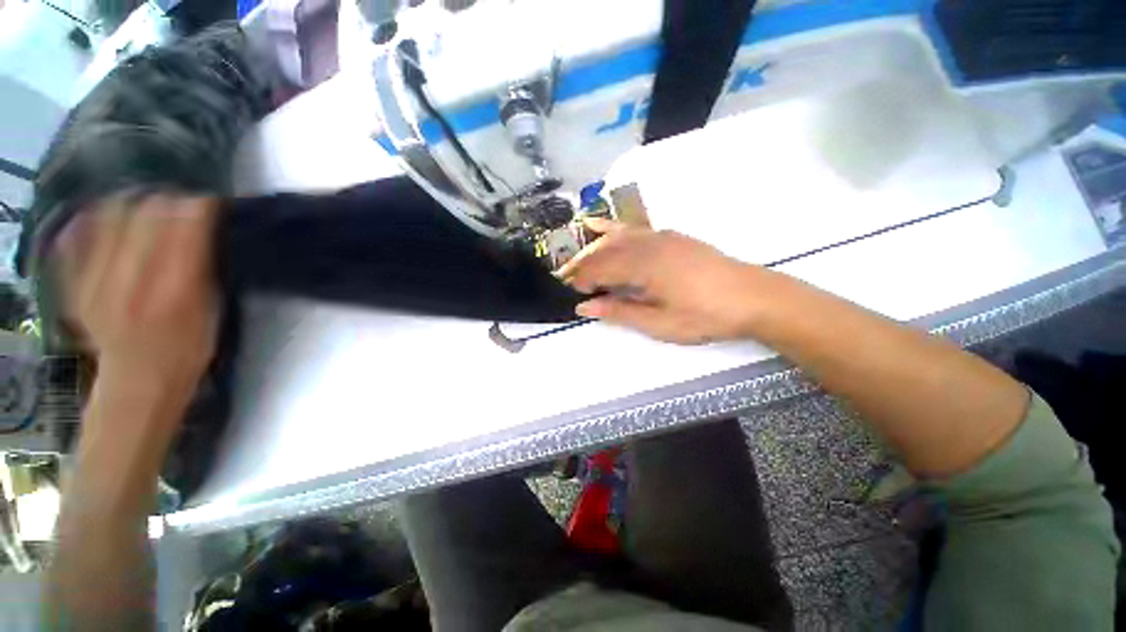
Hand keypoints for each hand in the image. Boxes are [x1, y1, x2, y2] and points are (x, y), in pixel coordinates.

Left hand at [53, 194, 219, 392]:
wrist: (137, 381)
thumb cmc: (187, 350)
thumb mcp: (211, 311)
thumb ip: (205, 268)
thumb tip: (202, 228)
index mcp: (175, 289)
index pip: (185, 226)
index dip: (199, 207)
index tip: (211, 204)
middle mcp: (131, 278)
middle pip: (146, 213)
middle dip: (168, 202)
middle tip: (181, 207)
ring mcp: (96, 279)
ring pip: (111, 214)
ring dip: (134, 205)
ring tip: (148, 210)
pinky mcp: (76, 282)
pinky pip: (80, 233)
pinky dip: (97, 218)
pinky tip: (112, 220)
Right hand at [556, 219, 775, 343]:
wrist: (755, 297)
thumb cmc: (705, 315)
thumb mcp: (659, 323)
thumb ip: (620, 311)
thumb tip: (585, 307)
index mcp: (643, 265)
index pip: (600, 268)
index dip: (581, 279)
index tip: (570, 292)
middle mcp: (649, 244)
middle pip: (605, 249)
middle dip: (583, 263)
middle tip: (568, 278)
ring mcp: (663, 236)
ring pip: (619, 236)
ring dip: (597, 247)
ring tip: (581, 259)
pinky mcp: (674, 237)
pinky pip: (637, 230)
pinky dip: (616, 231)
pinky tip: (607, 232)